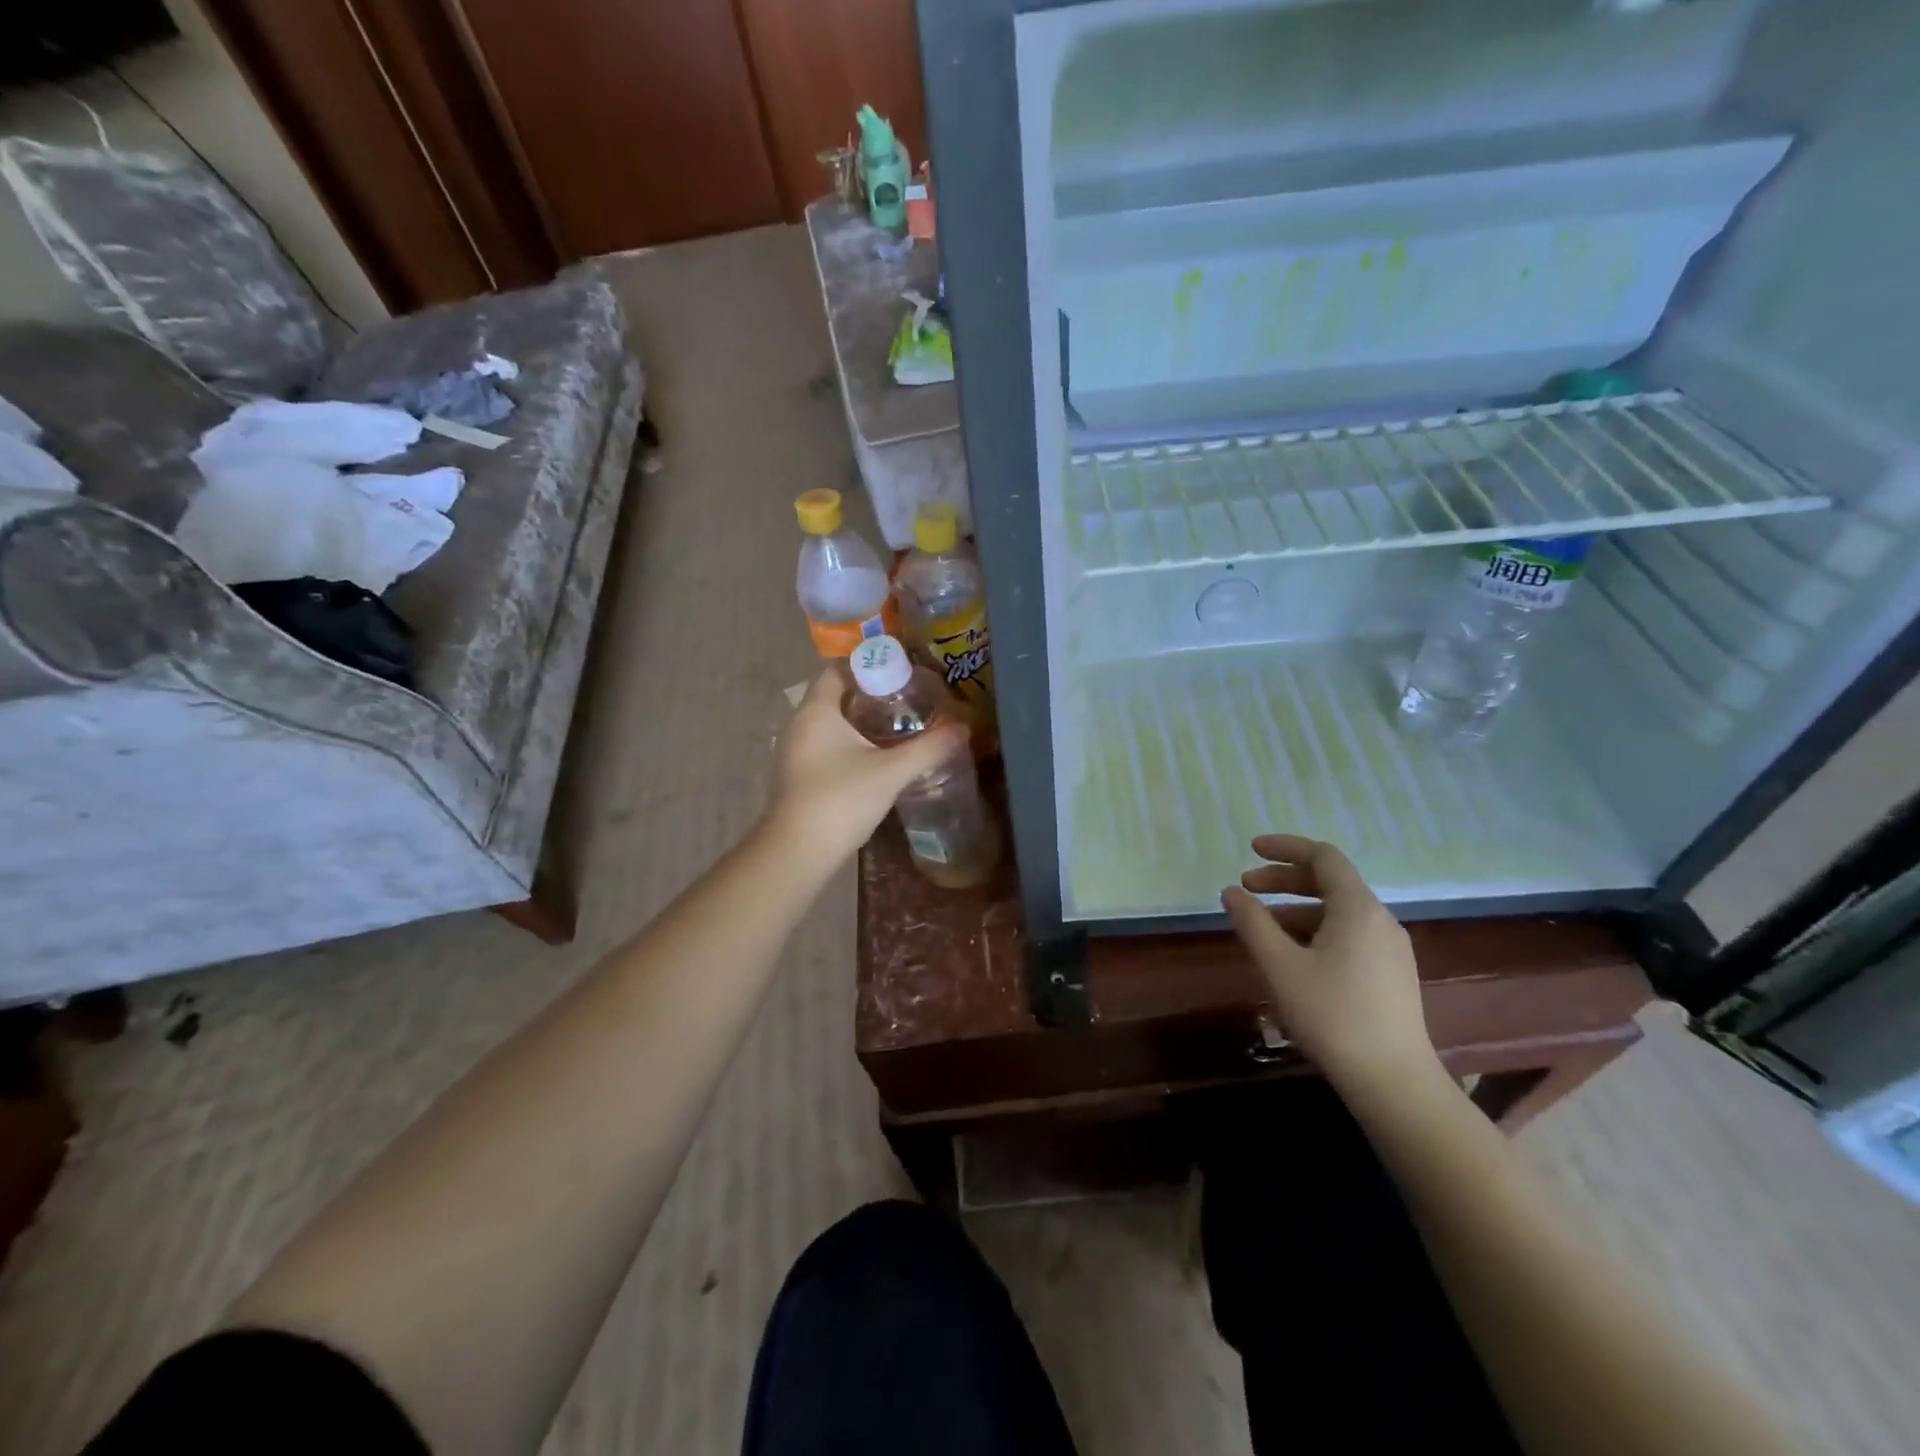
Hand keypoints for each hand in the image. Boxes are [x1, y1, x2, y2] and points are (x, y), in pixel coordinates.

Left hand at [766, 666, 968, 863]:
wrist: (797, 853)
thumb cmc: (840, 800)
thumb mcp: (891, 772)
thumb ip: (929, 748)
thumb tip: (962, 729)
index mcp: (816, 711)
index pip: (836, 669)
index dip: (867, 665)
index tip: (900, 673)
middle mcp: (799, 724)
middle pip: (835, 696)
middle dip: (871, 695)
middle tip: (907, 700)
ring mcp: (795, 752)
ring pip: (831, 724)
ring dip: (861, 722)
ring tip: (899, 727)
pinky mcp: (798, 776)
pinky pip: (826, 747)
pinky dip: (850, 745)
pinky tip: (877, 759)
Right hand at [1221, 835, 1440, 1096]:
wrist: (1393, 1081)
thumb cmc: (1331, 1015)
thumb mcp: (1280, 965)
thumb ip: (1252, 922)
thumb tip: (1232, 892)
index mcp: (1357, 908)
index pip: (1323, 857)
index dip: (1285, 847)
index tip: (1251, 850)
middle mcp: (1380, 919)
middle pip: (1329, 882)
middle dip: (1283, 880)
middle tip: (1244, 888)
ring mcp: (1390, 948)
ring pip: (1337, 912)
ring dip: (1295, 909)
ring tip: (1261, 929)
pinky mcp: (1391, 974)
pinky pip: (1348, 935)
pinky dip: (1315, 931)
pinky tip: (1292, 957)